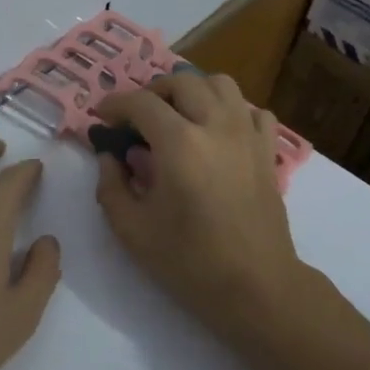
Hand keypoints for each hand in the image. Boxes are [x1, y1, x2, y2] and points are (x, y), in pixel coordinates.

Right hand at [93, 75, 302, 333]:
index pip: (141, 103)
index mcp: (179, 144)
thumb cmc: (189, 262)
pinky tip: (218, 132)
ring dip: (193, 90)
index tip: (102, 117)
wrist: (256, 288)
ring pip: (221, 84)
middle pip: (183, 81)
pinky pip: (253, 111)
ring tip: (178, 115)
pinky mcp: (268, 152)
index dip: (115, 104)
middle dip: (153, 91)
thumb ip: (111, 186)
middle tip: (137, 116)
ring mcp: (248, 135)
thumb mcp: (132, 230)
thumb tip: (110, 156)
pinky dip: (232, 111)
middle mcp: (216, 126)